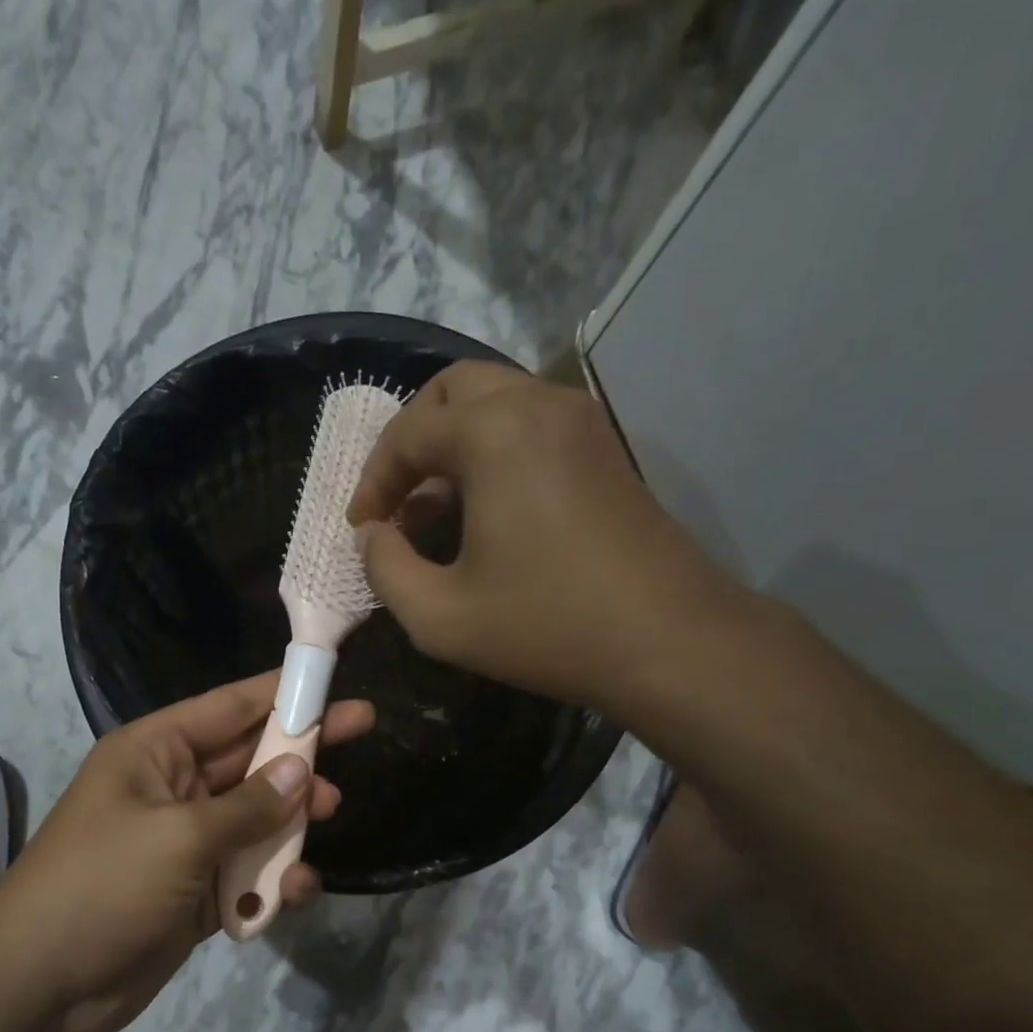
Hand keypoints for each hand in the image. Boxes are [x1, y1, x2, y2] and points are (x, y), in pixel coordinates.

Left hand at [0, 674, 373, 1031]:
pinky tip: (296, 890)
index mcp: (155, 752)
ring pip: (256, 815)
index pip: (229, 707)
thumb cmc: (103, 885)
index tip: (333, 680)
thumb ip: (248, 805)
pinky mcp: (197, 892)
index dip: (282, 691)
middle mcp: (173, 788)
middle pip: (250, 757)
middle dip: (301, 749)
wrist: (40, 986)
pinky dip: (274, 877)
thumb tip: (301, 772)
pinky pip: (248, 871)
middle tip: (363, 730)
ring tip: (331, 811)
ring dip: (293, 816)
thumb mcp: (180, 837)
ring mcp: (186, 842)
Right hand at [347, 361, 732, 710]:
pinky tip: (487, 512)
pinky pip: (530, 425)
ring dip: (452, 444)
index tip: (362, 529)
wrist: (669, 641)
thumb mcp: (440, 616)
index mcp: (493, 433)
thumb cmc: (547, 626)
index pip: (407, 433)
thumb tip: (372, 536)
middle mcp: (538, 404)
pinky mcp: (604, 448)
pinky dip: (493, 451)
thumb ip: (384, 569)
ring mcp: (580, 421)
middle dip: (410, 441)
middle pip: (451, 390)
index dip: (372, 481)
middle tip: (395, 499)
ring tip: (436, 511)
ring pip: (494, 402)